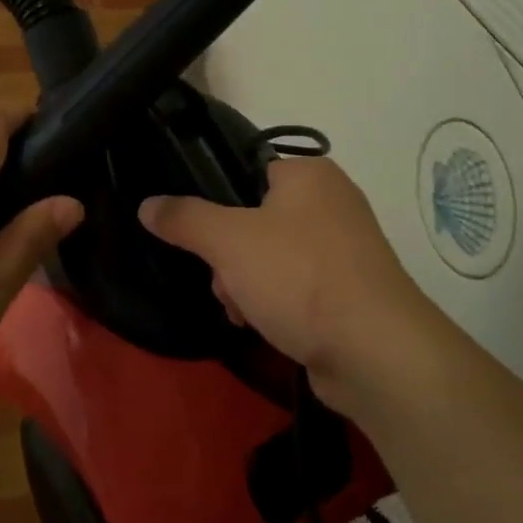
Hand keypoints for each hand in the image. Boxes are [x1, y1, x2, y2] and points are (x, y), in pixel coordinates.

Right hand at [139, 158, 443, 413]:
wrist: (376, 351)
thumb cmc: (299, 277)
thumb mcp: (228, 240)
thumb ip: (184, 218)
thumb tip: (147, 205)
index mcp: (310, 175)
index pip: (247, 172)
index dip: (216, 203)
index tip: (199, 237)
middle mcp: (332, 203)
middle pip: (254, 220)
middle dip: (228, 258)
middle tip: (224, 282)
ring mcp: (345, 250)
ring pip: (271, 257)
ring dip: (245, 286)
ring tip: (243, 312)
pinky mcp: (350, 291)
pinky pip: (296, 287)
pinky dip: (275, 304)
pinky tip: (263, 327)